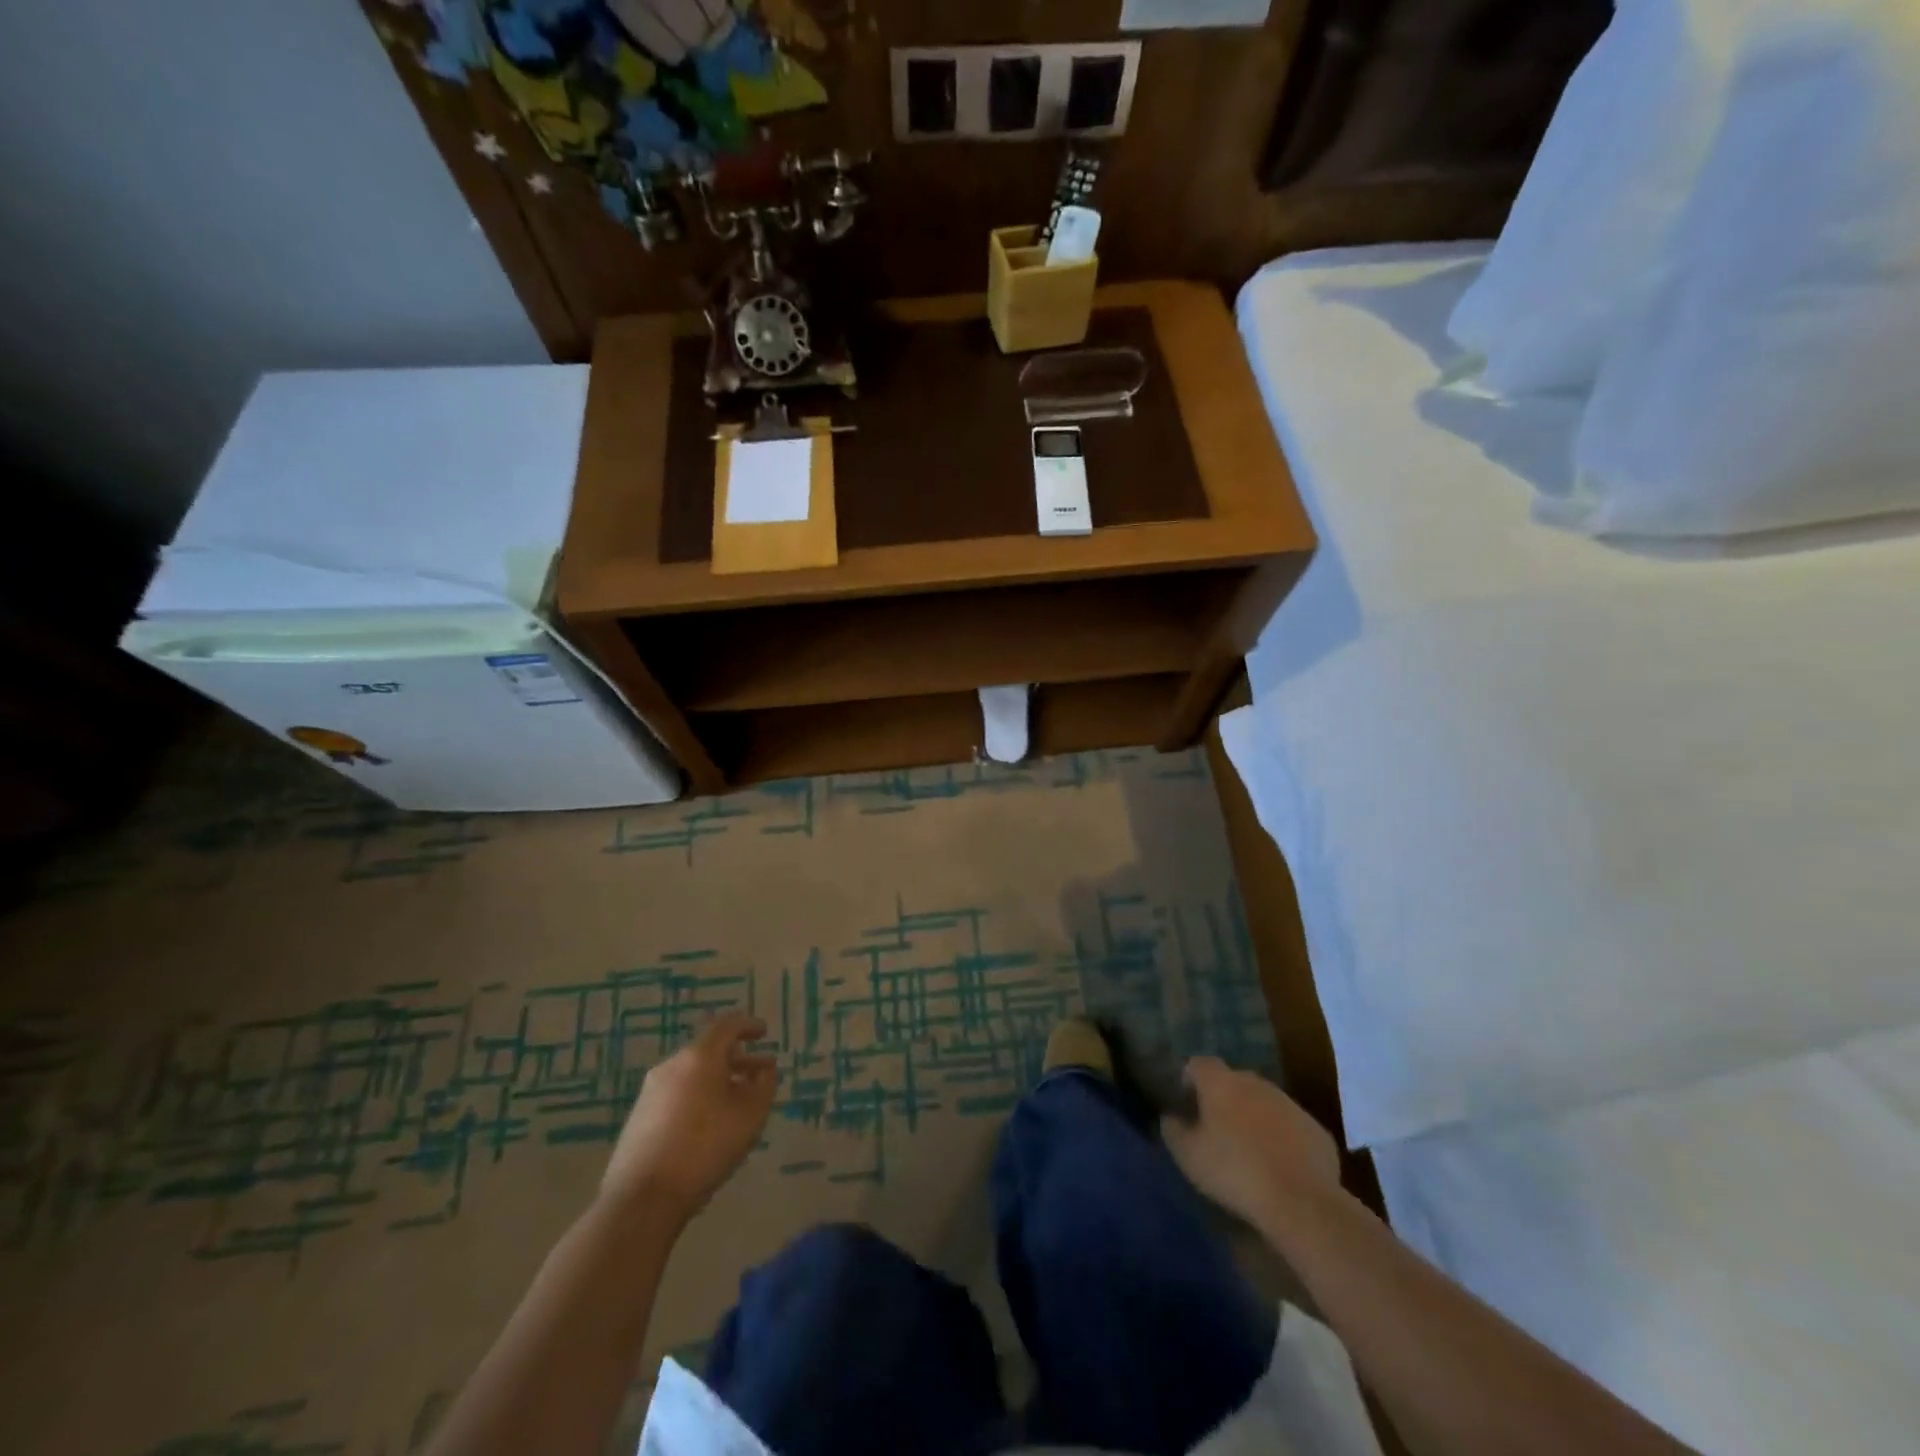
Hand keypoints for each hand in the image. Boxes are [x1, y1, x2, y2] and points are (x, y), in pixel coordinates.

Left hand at [601, 1011, 777, 1222]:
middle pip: (709, 1051)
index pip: (727, 1026)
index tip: (764, 1033)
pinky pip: (677, 1094)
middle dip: (737, 1060)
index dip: (749, 1026)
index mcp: (699, 1057)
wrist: (642, 1198)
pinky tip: (709, 1123)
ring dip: (718, 1080)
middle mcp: (672, 1065)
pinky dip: (698, 1097)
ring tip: (736, 1102)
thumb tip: (765, 1069)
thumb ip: (764, 1085)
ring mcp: (651, 1092)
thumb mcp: (750, 1115)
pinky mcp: (639, 1117)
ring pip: (693, 1074)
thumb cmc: (705, 1147)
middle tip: (759, 1074)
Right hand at [1161, 1056, 1341, 1231]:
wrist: (1301, 1202)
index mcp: (1221, 1083)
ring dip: (1253, 1117)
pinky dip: (1281, 1137)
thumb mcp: (1188, 1156)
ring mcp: (1289, 1104)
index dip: (1189, 1079)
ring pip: (1264, 1102)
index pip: (1198, 1064)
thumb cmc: (1234, 1172)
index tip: (1186, 1103)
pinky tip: (1279, 1166)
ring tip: (1248, 1149)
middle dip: (1223, 1098)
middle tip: (1215, 1128)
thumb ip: (1173, 1130)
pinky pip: (1290, 1126)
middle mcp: (1255, 1083)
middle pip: (1233, 1080)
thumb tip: (1170, 1117)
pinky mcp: (1315, 1129)